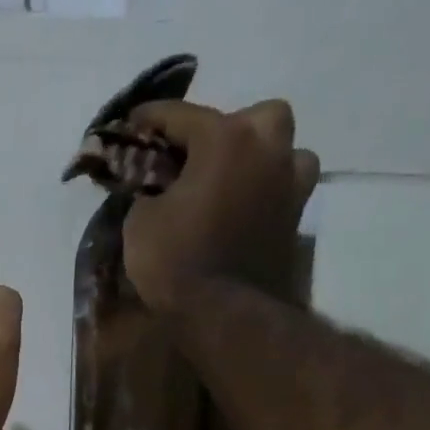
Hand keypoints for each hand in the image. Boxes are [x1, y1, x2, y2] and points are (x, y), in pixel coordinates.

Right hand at [120, 99, 320, 316]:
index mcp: (224, 138)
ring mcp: (290, 183)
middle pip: (251, 117)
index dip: (150, 119)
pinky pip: (285, 189)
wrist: (225, 314)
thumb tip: (154, 189)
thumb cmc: (177, 261)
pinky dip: (268, 192)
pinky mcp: (297, 219)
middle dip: (226, 129)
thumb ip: (148, 192)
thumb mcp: (140, 223)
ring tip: (235, 180)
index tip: (131, 124)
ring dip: (261, 157)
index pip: (180, 115)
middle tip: (199, 157)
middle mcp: (266, 148)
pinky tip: (247, 208)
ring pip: (283, 149)